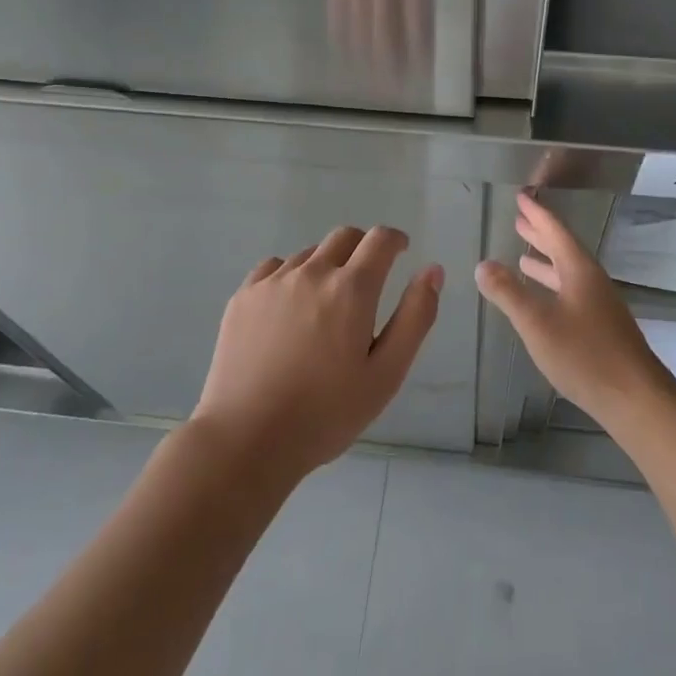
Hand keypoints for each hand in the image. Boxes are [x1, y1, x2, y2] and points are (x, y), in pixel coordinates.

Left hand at [192, 225, 442, 478]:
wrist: (247, 439)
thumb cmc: (326, 413)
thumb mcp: (386, 373)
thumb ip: (415, 317)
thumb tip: (432, 270)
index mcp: (351, 289)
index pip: (379, 239)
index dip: (395, 240)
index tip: (400, 251)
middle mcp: (312, 273)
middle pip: (343, 237)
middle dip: (363, 247)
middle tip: (368, 279)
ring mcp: (272, 282)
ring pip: (308, 254)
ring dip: (326, 265)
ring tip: (326, 305)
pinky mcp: (243, 297)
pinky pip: (274, 268)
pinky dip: (291, 276)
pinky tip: (289, 308)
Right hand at [474, 194, 671, 428]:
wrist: (635, 398)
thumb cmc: (584, 355)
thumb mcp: (537, 323)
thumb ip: (508, 293)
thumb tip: (482, 264)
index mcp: (579, 271)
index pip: (555, 232)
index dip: (536, 214)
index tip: (521, 197)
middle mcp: (592, 281)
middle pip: (564, 249)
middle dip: (541, 234)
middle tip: (520, 220)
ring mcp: (599, 305)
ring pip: (568, 272)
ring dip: (546, 261)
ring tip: (523, 257)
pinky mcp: (601, 327)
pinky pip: (571, 291)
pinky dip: (553, 285)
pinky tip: (543, 300)